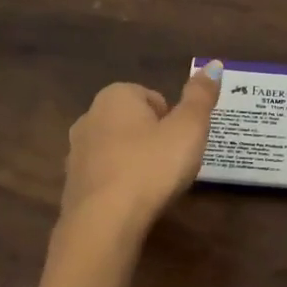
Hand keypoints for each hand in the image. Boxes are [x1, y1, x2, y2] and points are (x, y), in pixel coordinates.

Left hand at [59, 65, 223, 231]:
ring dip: (135, 162)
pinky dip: (120, 184)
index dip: (173, 120)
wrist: (105, 221)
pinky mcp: (72, 184)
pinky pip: (105, 176)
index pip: (152, 97)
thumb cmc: (152, 166)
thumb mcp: (189, 129)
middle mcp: (89, 117)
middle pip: (133, 122)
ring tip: (156, 186)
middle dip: (153, 139)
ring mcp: (76, 152)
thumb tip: (213, 64)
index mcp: (116, 96)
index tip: (182, 143)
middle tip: (173, 164)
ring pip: (117, 149)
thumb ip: (201, 96)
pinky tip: (134, 202)